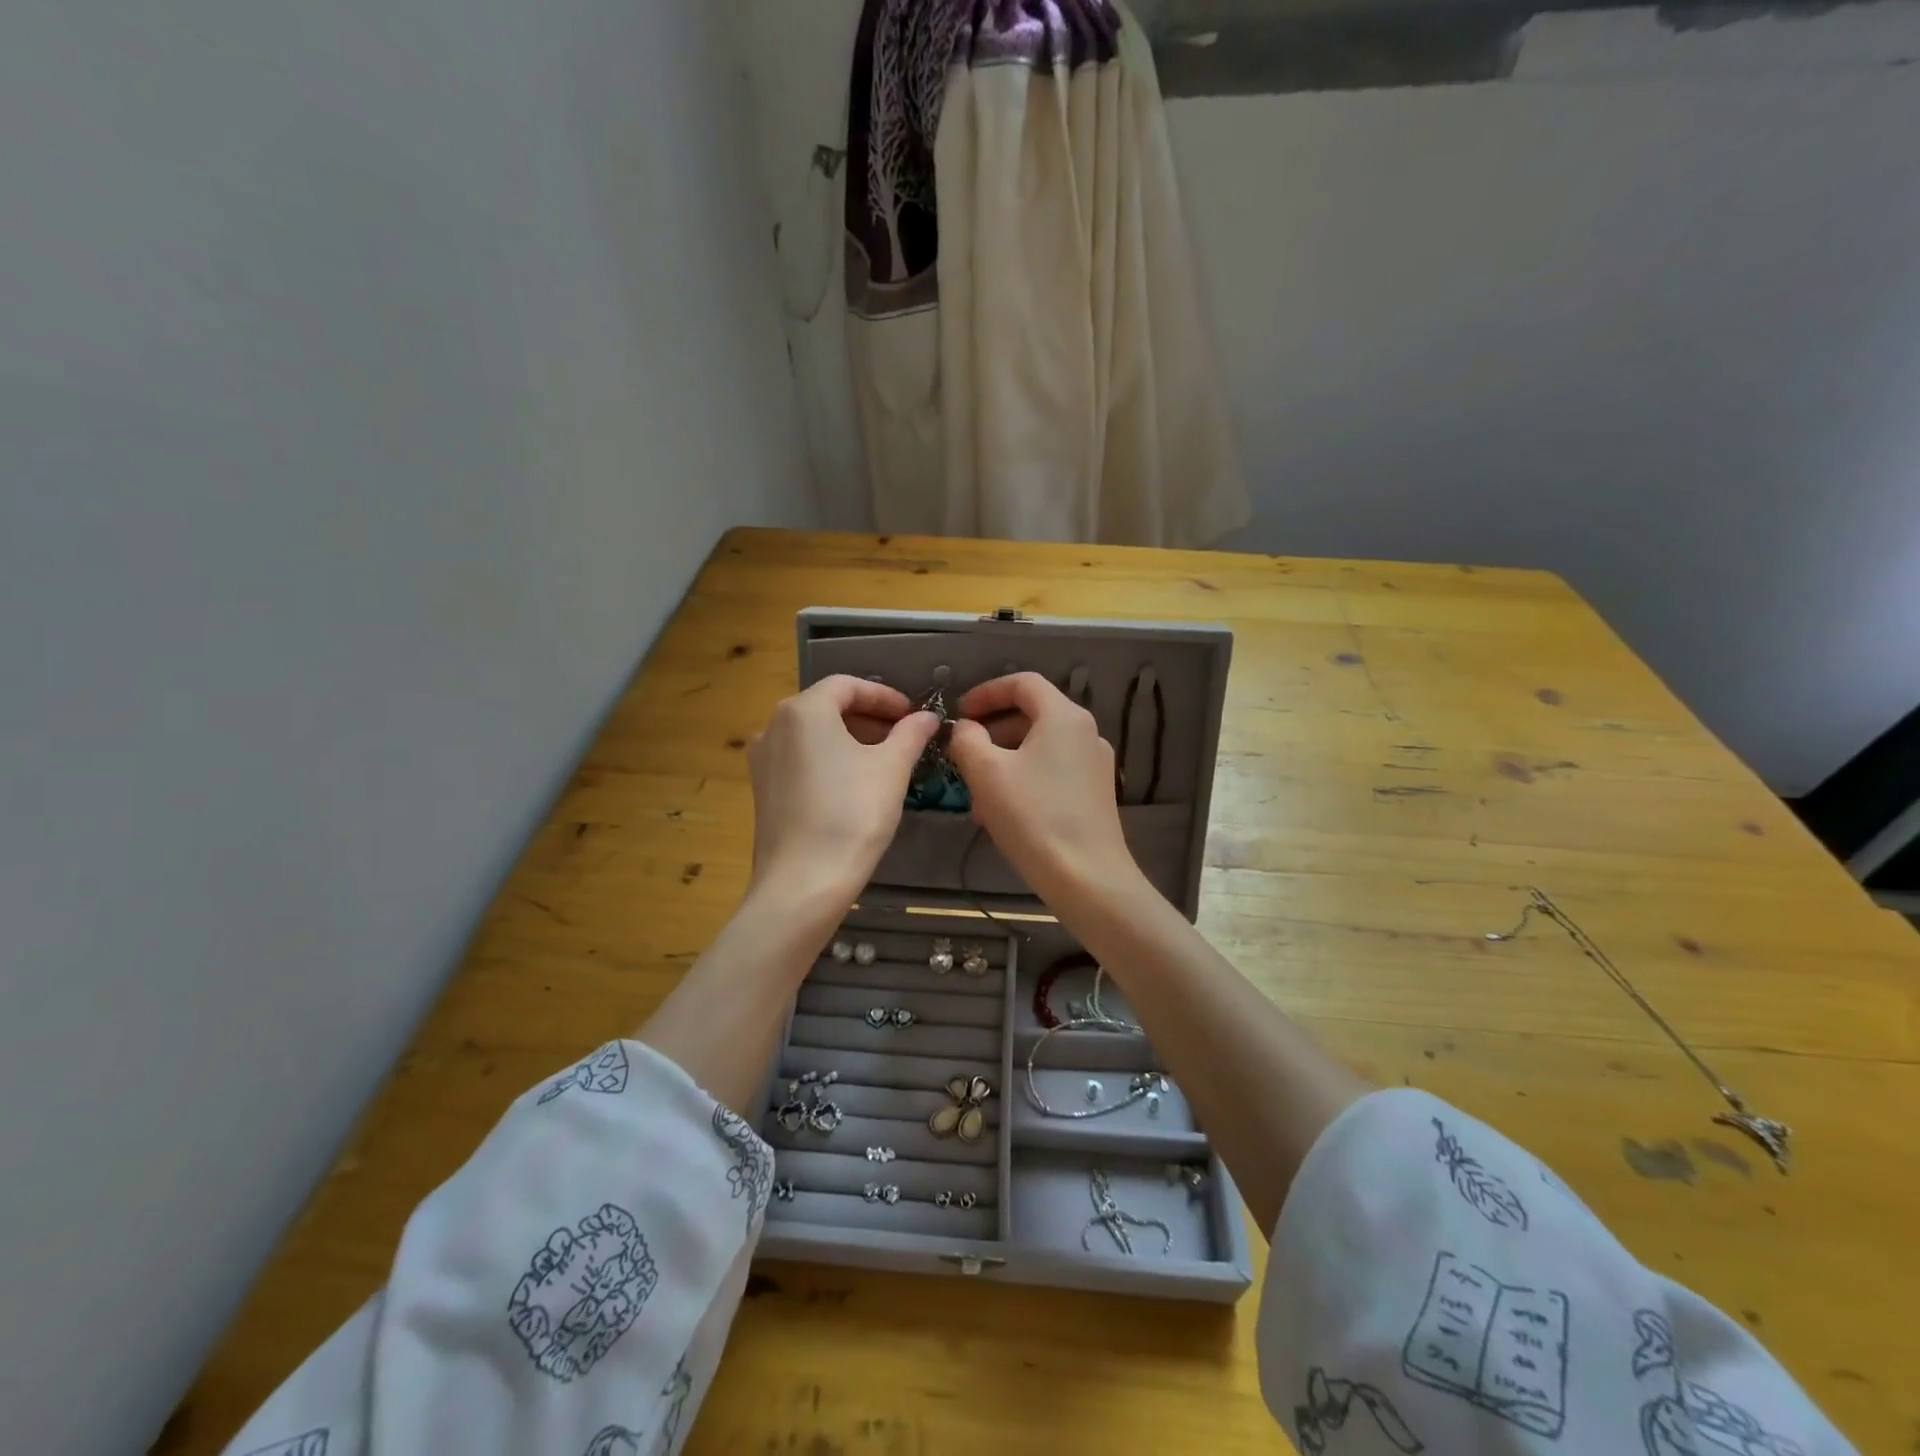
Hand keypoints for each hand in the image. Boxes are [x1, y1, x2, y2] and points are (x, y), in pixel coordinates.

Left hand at [746, 675, 937, 907]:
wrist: (803, 883)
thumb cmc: (852, 814)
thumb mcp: (892, 768)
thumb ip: (911, 733)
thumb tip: (927, 717)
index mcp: (803, 710)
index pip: (847, 685)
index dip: (884, 696)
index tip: (912, 714)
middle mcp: (773, 726)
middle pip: (827, 707)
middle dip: (868, 718)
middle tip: (903, 736)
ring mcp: (762, 759)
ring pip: (813, 735)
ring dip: (850, 738)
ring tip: (883, 760)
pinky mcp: (762, 789)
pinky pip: (800, 759)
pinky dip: (829, 759)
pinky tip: (853, 784)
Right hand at [947, 672, 1142, 906]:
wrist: (1087, 878)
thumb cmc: (1033, 817)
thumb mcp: (986, 773)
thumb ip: (967, 740)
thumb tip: (965, 728)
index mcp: (1064, 716)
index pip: (1023, 683)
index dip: (986, 692)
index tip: (960, 713)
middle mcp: (1086, 732)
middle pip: (1032, 714)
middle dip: (992, 729)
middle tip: (962, 751)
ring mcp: (1095, 764)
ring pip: (1040, 746)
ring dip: (1004, 758)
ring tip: (975, 790)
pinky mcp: (1095, 793)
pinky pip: (1052, 770)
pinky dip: (1023, 777)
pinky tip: (1000, 811)